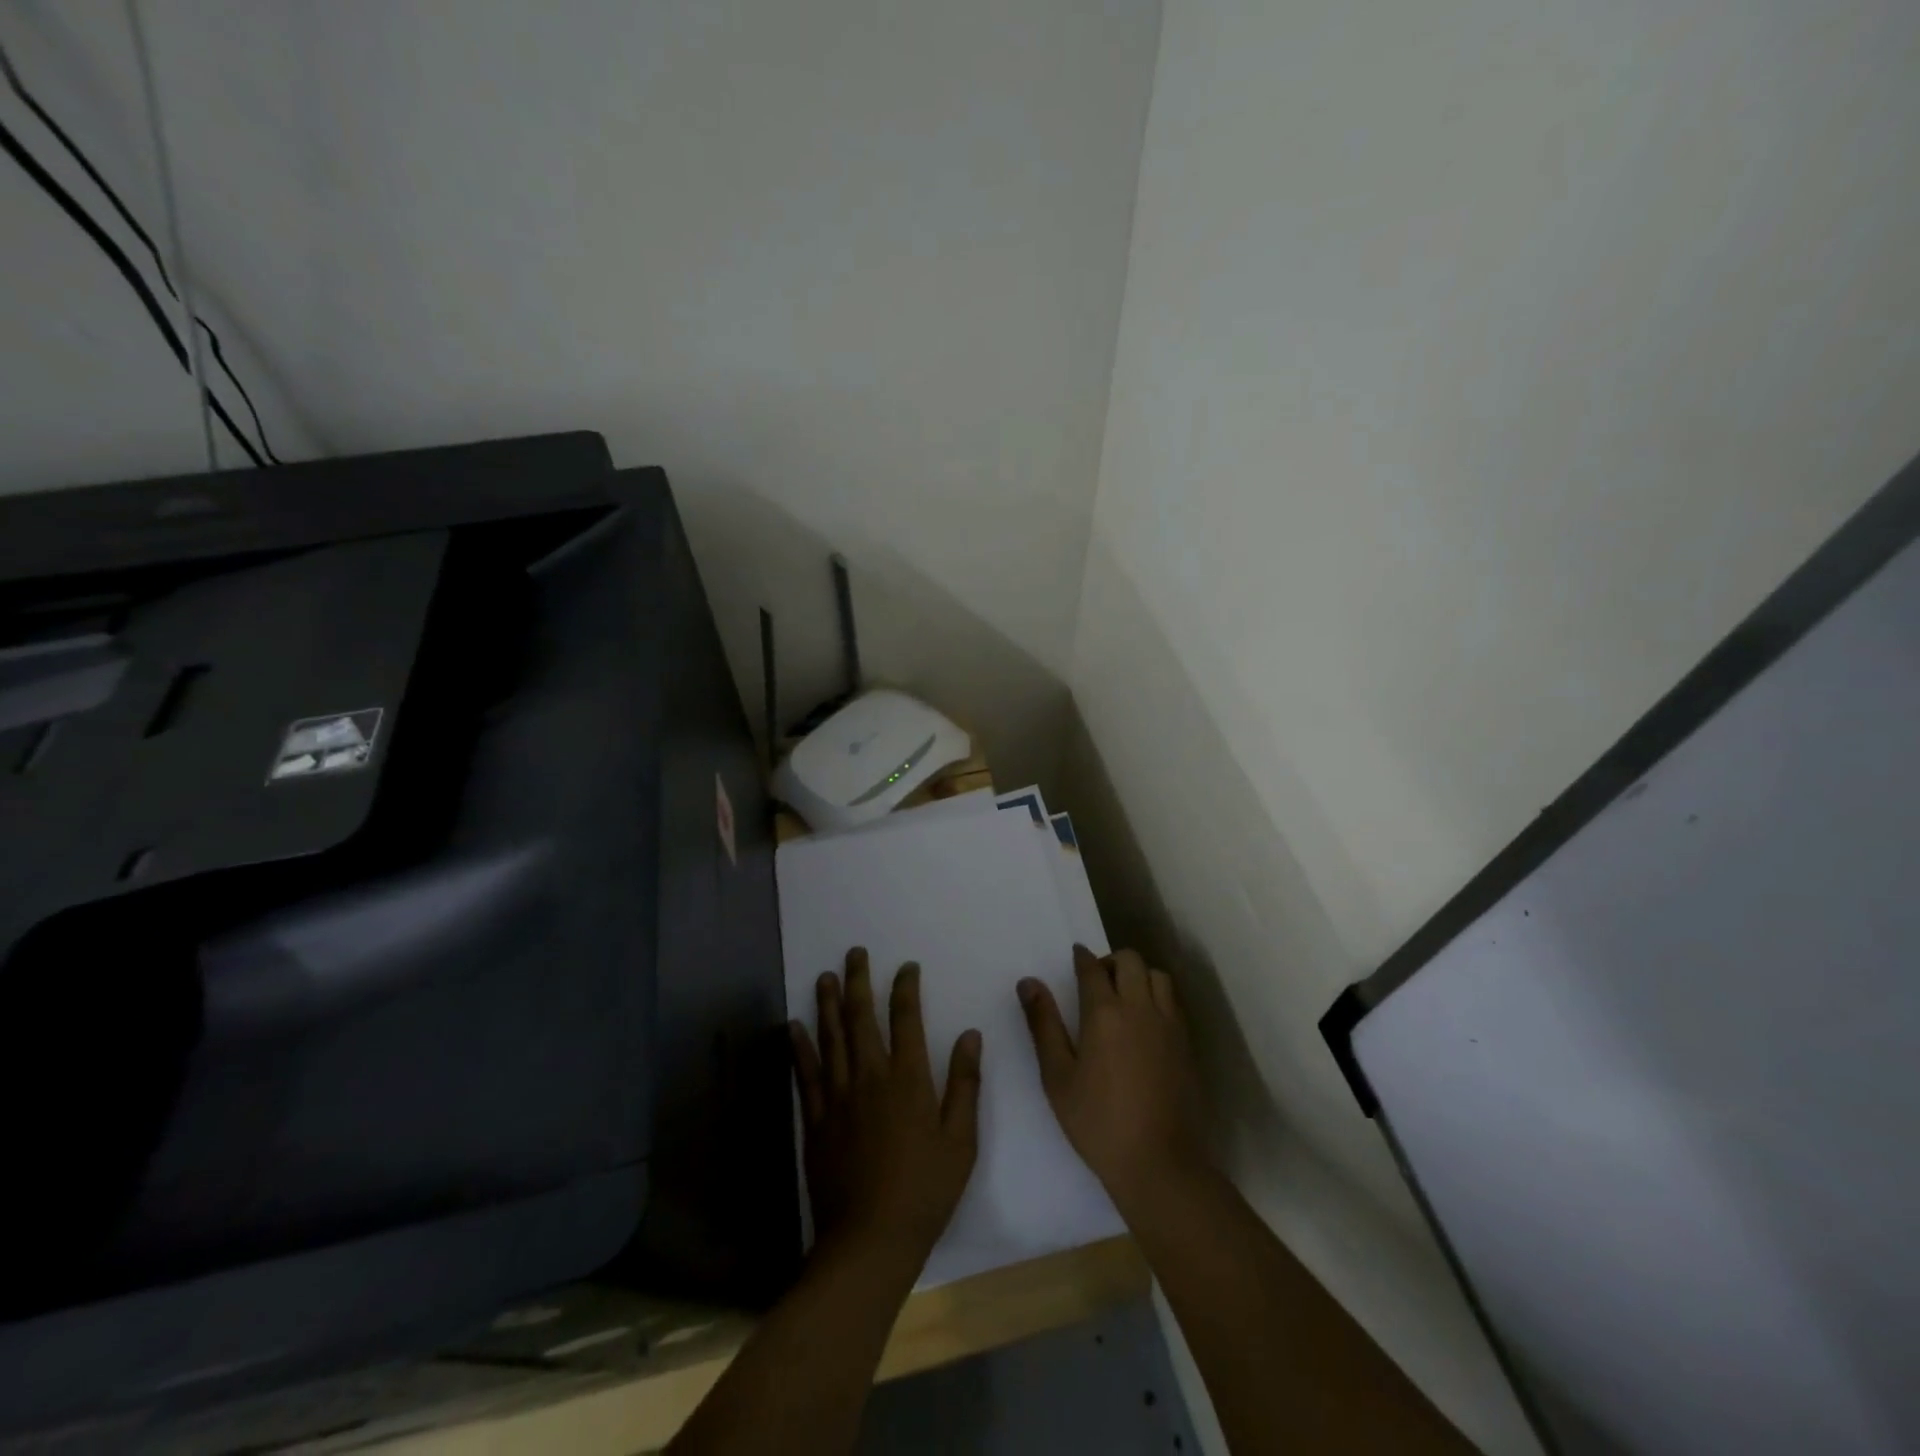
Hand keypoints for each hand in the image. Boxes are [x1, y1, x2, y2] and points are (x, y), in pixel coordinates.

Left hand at [791, 948, 982, 1259]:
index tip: (906, 967)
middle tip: (854, 953)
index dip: (906, 987)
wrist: (870, 1241)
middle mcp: (869, 1077)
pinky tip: (794, 1026)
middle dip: (857, 980)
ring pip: (830, 1037)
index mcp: (908, 1079)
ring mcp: (838, 1097)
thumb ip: (966, 1084)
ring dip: (827, 1003)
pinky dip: (800, 1046)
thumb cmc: (924, 1191)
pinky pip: (806, 1074)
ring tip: (824, 976)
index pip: (906, 1018)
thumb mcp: (961, 1141)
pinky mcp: (816, 1120)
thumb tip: (970, 1035)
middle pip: (860, 1017)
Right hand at [1018, 945, 1206, 1209]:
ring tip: (1125, 997)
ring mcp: (1169, 1025)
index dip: (1082, 957)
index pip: (1092, 968)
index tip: (1076, 955)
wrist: (1160, 1163)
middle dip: (1111, 961)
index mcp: (1105, 1013)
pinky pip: (1173, 1002)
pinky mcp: (1187, 1044)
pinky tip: (1146, 1022)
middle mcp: (1140, 1008)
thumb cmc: (1098, 1122)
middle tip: (1097, 981)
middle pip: (1130, 961)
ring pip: (1158, 976)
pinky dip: (1158, 996)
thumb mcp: (1057, 1076)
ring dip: (1139, 975)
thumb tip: (1029, 982)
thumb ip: (1043, 1024)